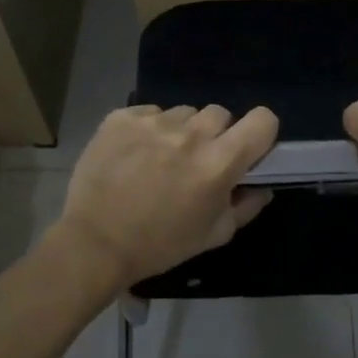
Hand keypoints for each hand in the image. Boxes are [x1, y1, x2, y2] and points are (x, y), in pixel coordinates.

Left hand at [53, 104, 278, 291]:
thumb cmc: (160, 245)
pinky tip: (135, 154)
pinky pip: (150, 113)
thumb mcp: (213, 235)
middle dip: (216, 135)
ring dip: (181, 131)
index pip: (262, 120)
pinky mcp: (122, 118)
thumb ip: (246, 207)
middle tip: (198, 160)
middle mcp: (190, 134)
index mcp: (219, 163)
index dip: (260, 132)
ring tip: (161, 158)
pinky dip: (148, 129)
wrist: (94, 243)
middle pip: (221, 114)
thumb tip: (263, 187)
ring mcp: (154, 122)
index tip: (247, 149)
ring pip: (184, 112)